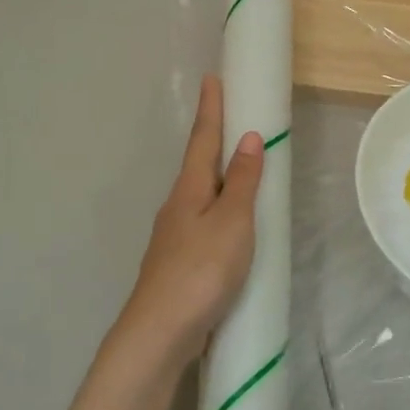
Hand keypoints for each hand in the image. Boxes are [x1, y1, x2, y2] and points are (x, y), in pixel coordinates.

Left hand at [117, 76, 263, 360]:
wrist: (160, 331)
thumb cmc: (201, 270)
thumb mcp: (231, 222)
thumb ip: (241, 181)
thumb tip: (248, 137)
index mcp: (189, 189)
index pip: (202, 138)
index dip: (210, 108)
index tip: (211, 78)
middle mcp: (177, 205)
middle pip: (197, 163)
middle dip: (212, 138)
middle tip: (231, 116)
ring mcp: (174, 235)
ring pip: (199, 193)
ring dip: (216, 174)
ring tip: (237, 165)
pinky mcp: (179, 261)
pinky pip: (203, 220)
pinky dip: (218, 207)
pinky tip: (228, 223)